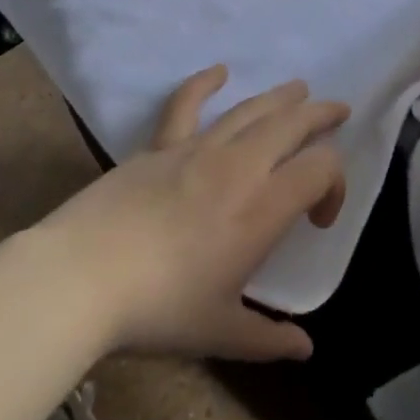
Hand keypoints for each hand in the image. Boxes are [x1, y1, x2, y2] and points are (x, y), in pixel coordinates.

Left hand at [41, 68, 347, 361]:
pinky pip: (185, 104)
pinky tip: (218, 71)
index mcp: (263, 208)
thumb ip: (268, 339)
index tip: (320, 218)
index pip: (320, 169)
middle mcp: (238, 167)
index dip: (335, 184)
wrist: (81, 278)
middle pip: (291, 124)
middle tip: (337, 110)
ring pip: (250, 110)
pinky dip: (203, 83)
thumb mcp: (221, 333)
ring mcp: (196, 149)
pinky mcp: (159, 146)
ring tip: (299, 88)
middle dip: (320, 115)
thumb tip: (305, 349)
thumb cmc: (159, 309)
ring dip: (280, 97)